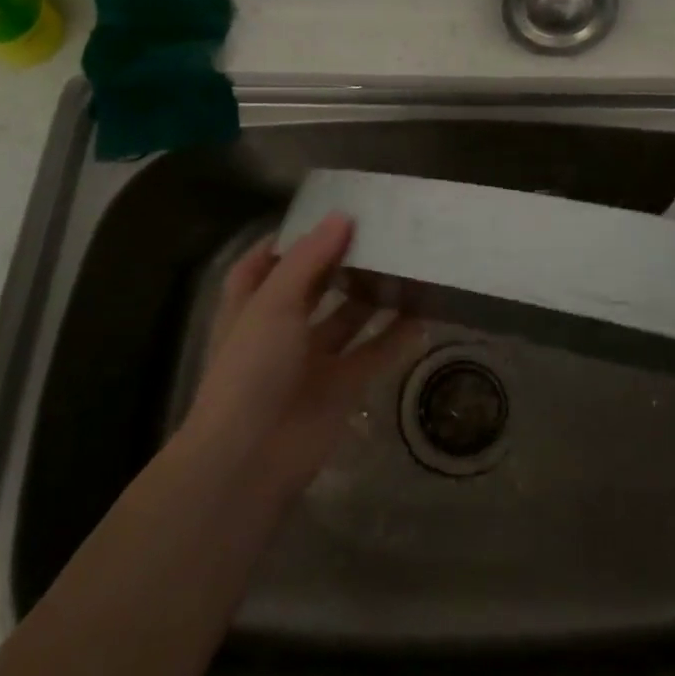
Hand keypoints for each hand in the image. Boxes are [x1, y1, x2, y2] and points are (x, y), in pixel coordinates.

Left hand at [181, 213, 424, 501]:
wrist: (250, 459)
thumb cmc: (251, 369)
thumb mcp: (273, 303)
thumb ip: (309, 259)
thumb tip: (342, 216)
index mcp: (252, 307)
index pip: (264, 264)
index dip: (289, 241)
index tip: (324, 216)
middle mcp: (281, 330)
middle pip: (313, 288)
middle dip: (341, 263)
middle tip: (380, 233)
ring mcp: (312, 361)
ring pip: (348, 320)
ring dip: (372, 298)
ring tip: (407, 265)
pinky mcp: (341, 388)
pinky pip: (374, 355)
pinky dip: (396, 338)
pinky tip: (423, 314)